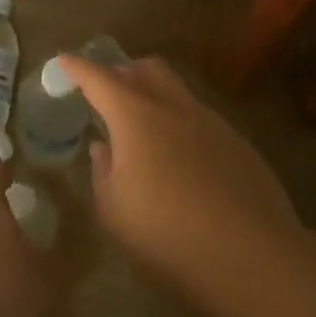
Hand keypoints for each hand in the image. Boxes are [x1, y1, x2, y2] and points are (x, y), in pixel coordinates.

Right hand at [57, 54, 300, 281]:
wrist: (251, 255)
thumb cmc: (166, 234)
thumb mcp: (114, 211)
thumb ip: (103, 172)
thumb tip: (104, 148)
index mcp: (137, 118)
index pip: (100, 79)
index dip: (79, 68)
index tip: (64, 61)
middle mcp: (176, 109)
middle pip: (148, 69)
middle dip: (123, 71)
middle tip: (108, 93)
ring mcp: (213, 124)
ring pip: (179, 91)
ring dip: (156, 97)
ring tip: (145, 130)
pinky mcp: (239, 144)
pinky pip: (202, 120)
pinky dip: (182, 125)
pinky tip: (183, 161)